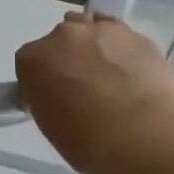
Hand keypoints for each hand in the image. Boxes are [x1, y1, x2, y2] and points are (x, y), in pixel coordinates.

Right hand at [14, 13, 173, 173]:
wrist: (143, 137)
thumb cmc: (88, 143)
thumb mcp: (50, 125)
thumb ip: (46, 99)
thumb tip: (56, 95)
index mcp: (32, 60)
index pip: (29, 63)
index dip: (42, 80)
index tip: (53, 98)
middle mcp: (62, 35)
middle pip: (60, 41)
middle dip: (68, 60)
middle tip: (83, 89)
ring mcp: (101, 30)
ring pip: (91, 31)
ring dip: (95, 48)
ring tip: (111, 78)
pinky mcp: (135, 34)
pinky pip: (121, 36)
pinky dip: (122, 50)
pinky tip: (130, 70)